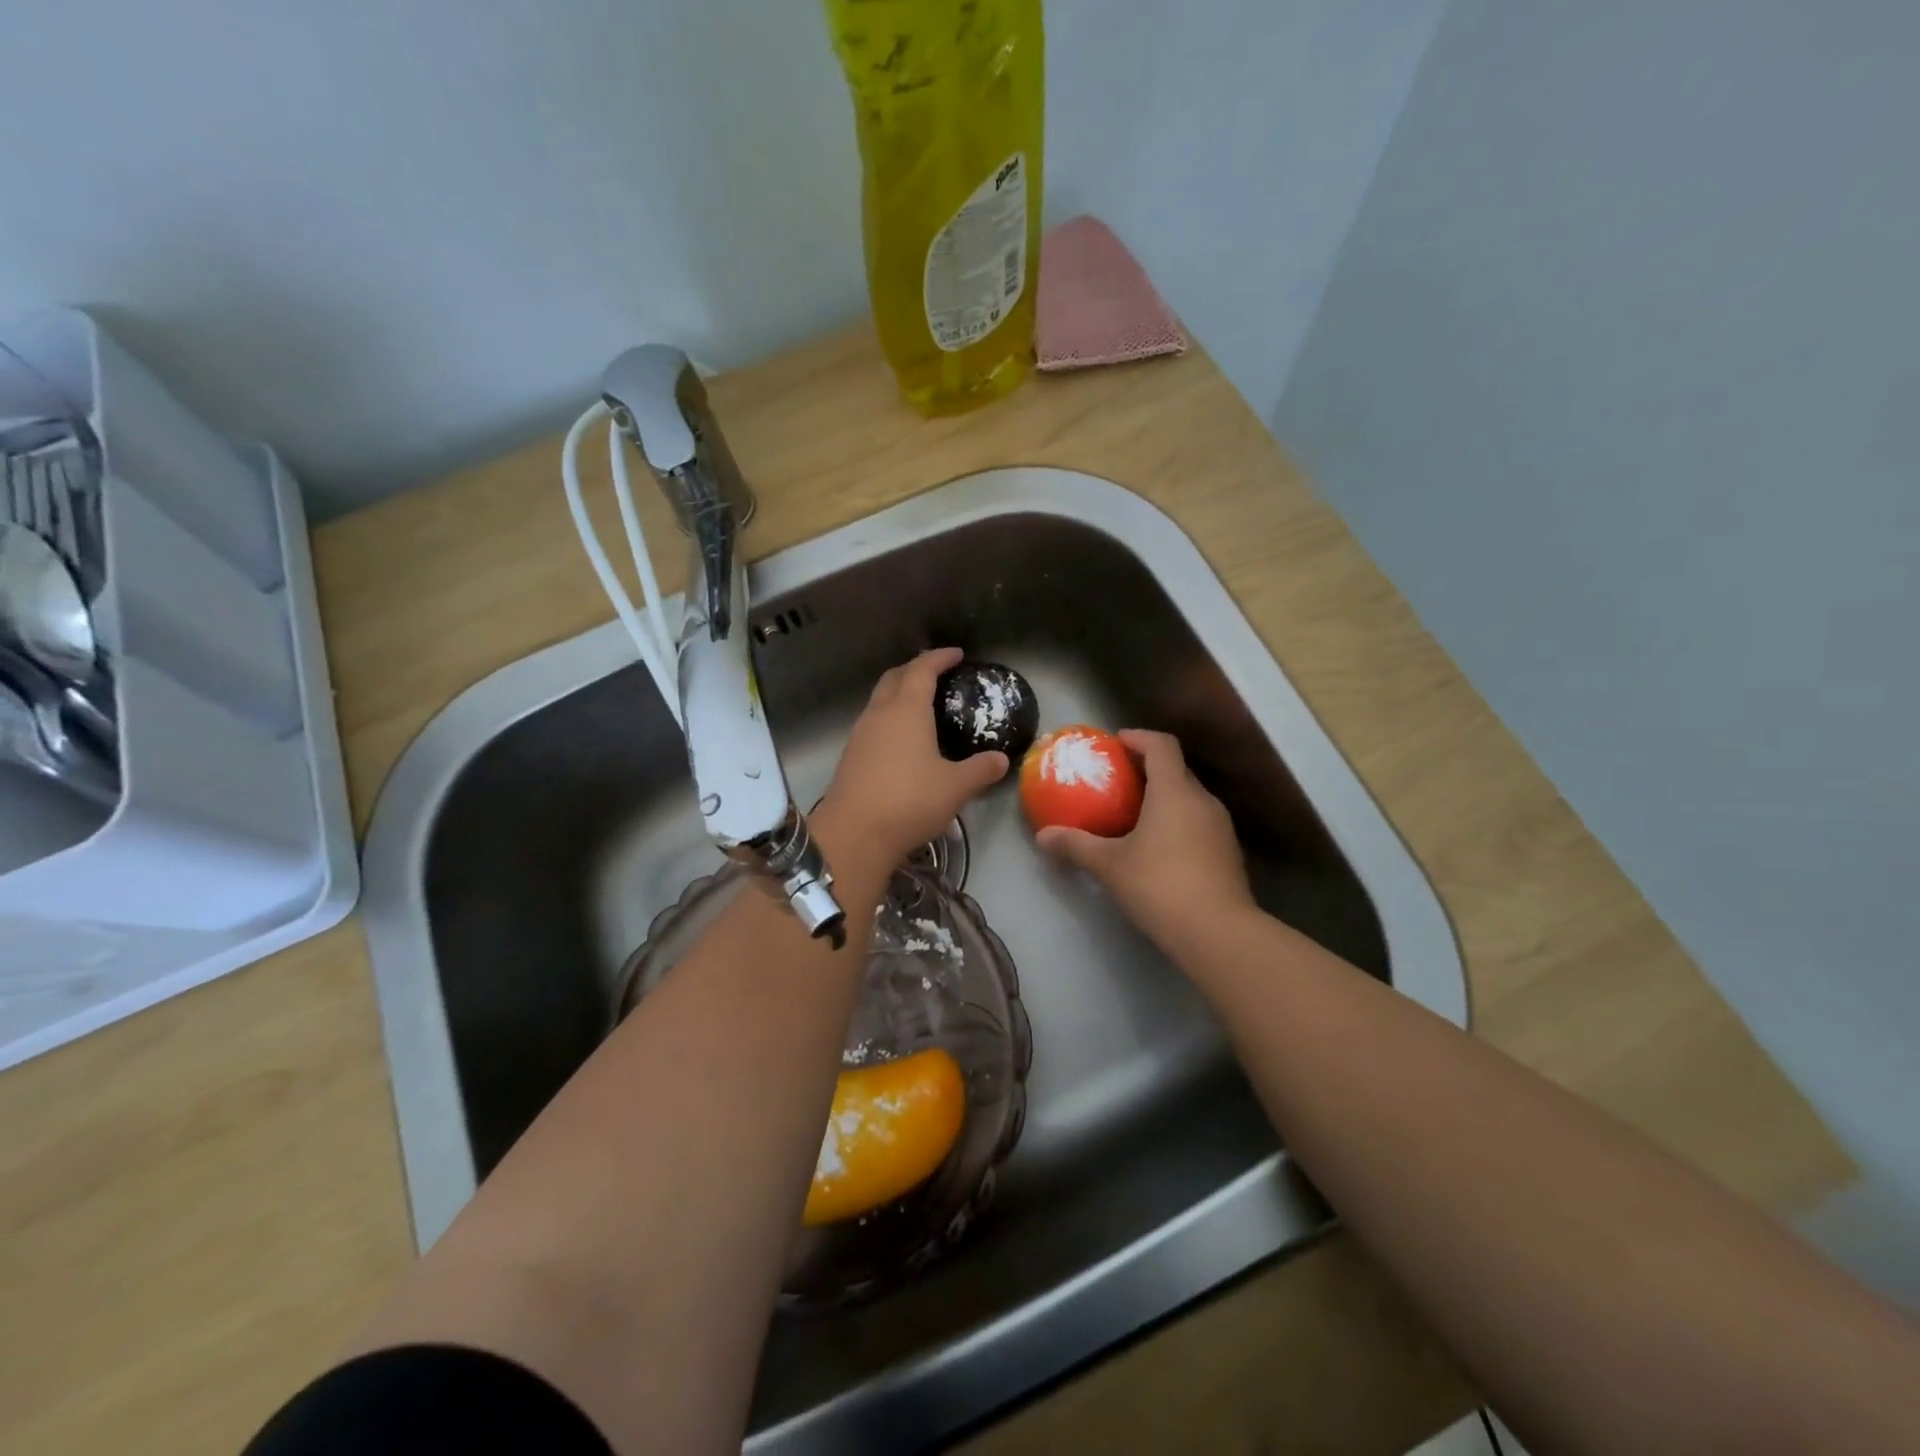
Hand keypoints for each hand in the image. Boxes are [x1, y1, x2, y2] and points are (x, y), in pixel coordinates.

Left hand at [817, 648, 1008, 868]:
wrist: (854, 834)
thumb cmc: (909, 801)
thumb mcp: (956, 787)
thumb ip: (981, 770)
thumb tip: (1002, 759)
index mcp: (907, 710)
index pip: (922, 670)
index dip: (939, 658)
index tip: (956, 654)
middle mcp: (879, 714)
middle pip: (894, 678)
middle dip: (915, 670)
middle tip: (936, 675)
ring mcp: (860, 735)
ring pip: (879, 701)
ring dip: (898, 694)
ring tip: (921, 706)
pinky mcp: (851, 756)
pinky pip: (872, 724)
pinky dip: (889, 719)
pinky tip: (902, 741)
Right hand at [1036, 729, 1255, 953]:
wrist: (1218, 934)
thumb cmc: (1159, 885)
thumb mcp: (1109, 865)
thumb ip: (1075, 845)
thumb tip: (1043, 836)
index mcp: (1175, 791)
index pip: (1161, 745)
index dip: (1138, 738)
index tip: (1115, 743)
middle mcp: (1203, 800)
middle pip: (1176, 770)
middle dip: (1147, 769)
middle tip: (1117, 781)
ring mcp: (1220, 827)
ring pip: (1189, 798)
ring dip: (1163, 798)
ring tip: (1133, 814)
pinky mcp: (1228, 853)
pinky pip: (1198, 823)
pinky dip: (1177, 822)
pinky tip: (1157, 847)